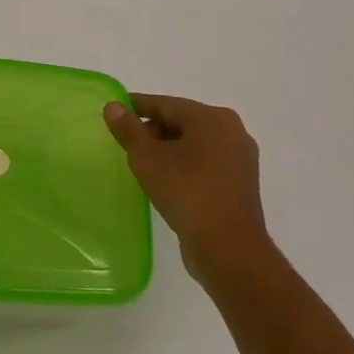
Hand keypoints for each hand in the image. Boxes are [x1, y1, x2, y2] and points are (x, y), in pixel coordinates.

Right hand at [104, 93, 267, 285]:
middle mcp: (232, 131)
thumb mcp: (147, 158)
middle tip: (127, 143)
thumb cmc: (186, 192)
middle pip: (182, 121)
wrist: (229, 249)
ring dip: (168, 149)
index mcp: (211, 118)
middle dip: (153, 130)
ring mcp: (240, 159)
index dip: (137, 106)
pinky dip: (185, 166)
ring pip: (194, 144)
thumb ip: (128, 129)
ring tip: (144, 164)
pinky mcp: (240, 184)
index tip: (115, 110)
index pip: (165, 104)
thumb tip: (113, 106)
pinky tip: (167, 180)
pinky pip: (206, 164)